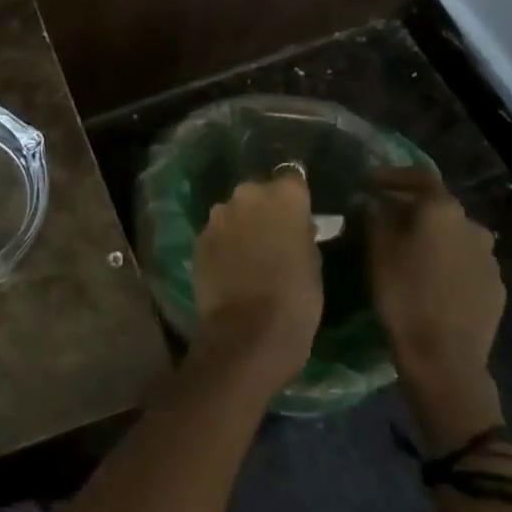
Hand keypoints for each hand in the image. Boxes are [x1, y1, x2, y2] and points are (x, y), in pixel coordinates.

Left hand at [191, 173, 322, 394]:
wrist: (247, 332)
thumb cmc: (296, 298)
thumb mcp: (313, 262)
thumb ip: (301, 233)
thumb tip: (295, 226)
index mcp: (284, 196)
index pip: (292, 179)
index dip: (294, 198)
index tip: (299, 215)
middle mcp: (247, 195)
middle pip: (258, 193)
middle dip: (264, 208)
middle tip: (274, 236)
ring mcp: (218, 216)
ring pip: (233, 212)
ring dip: (241, 225)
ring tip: (250, 254)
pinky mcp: (198, 238)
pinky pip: (216, 233)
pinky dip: (223, 244)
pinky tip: (231, 267)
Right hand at [365, 163, 506, 450]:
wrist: (445, 359)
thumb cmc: (403, 296)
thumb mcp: (376, 251)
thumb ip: (372, 216)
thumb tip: (369, 199)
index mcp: (443, 211)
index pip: (419, 176)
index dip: (391, 175)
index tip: (368, 182)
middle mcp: (473, 226)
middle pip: (437, 207)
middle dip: (410, 210)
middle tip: (382, 220)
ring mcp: (489, 259)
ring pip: (453, 236)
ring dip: (430, 237)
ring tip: (405, 253)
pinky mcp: (495, 288)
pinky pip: (465, 263)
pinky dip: (445, 262)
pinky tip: (428, 280)